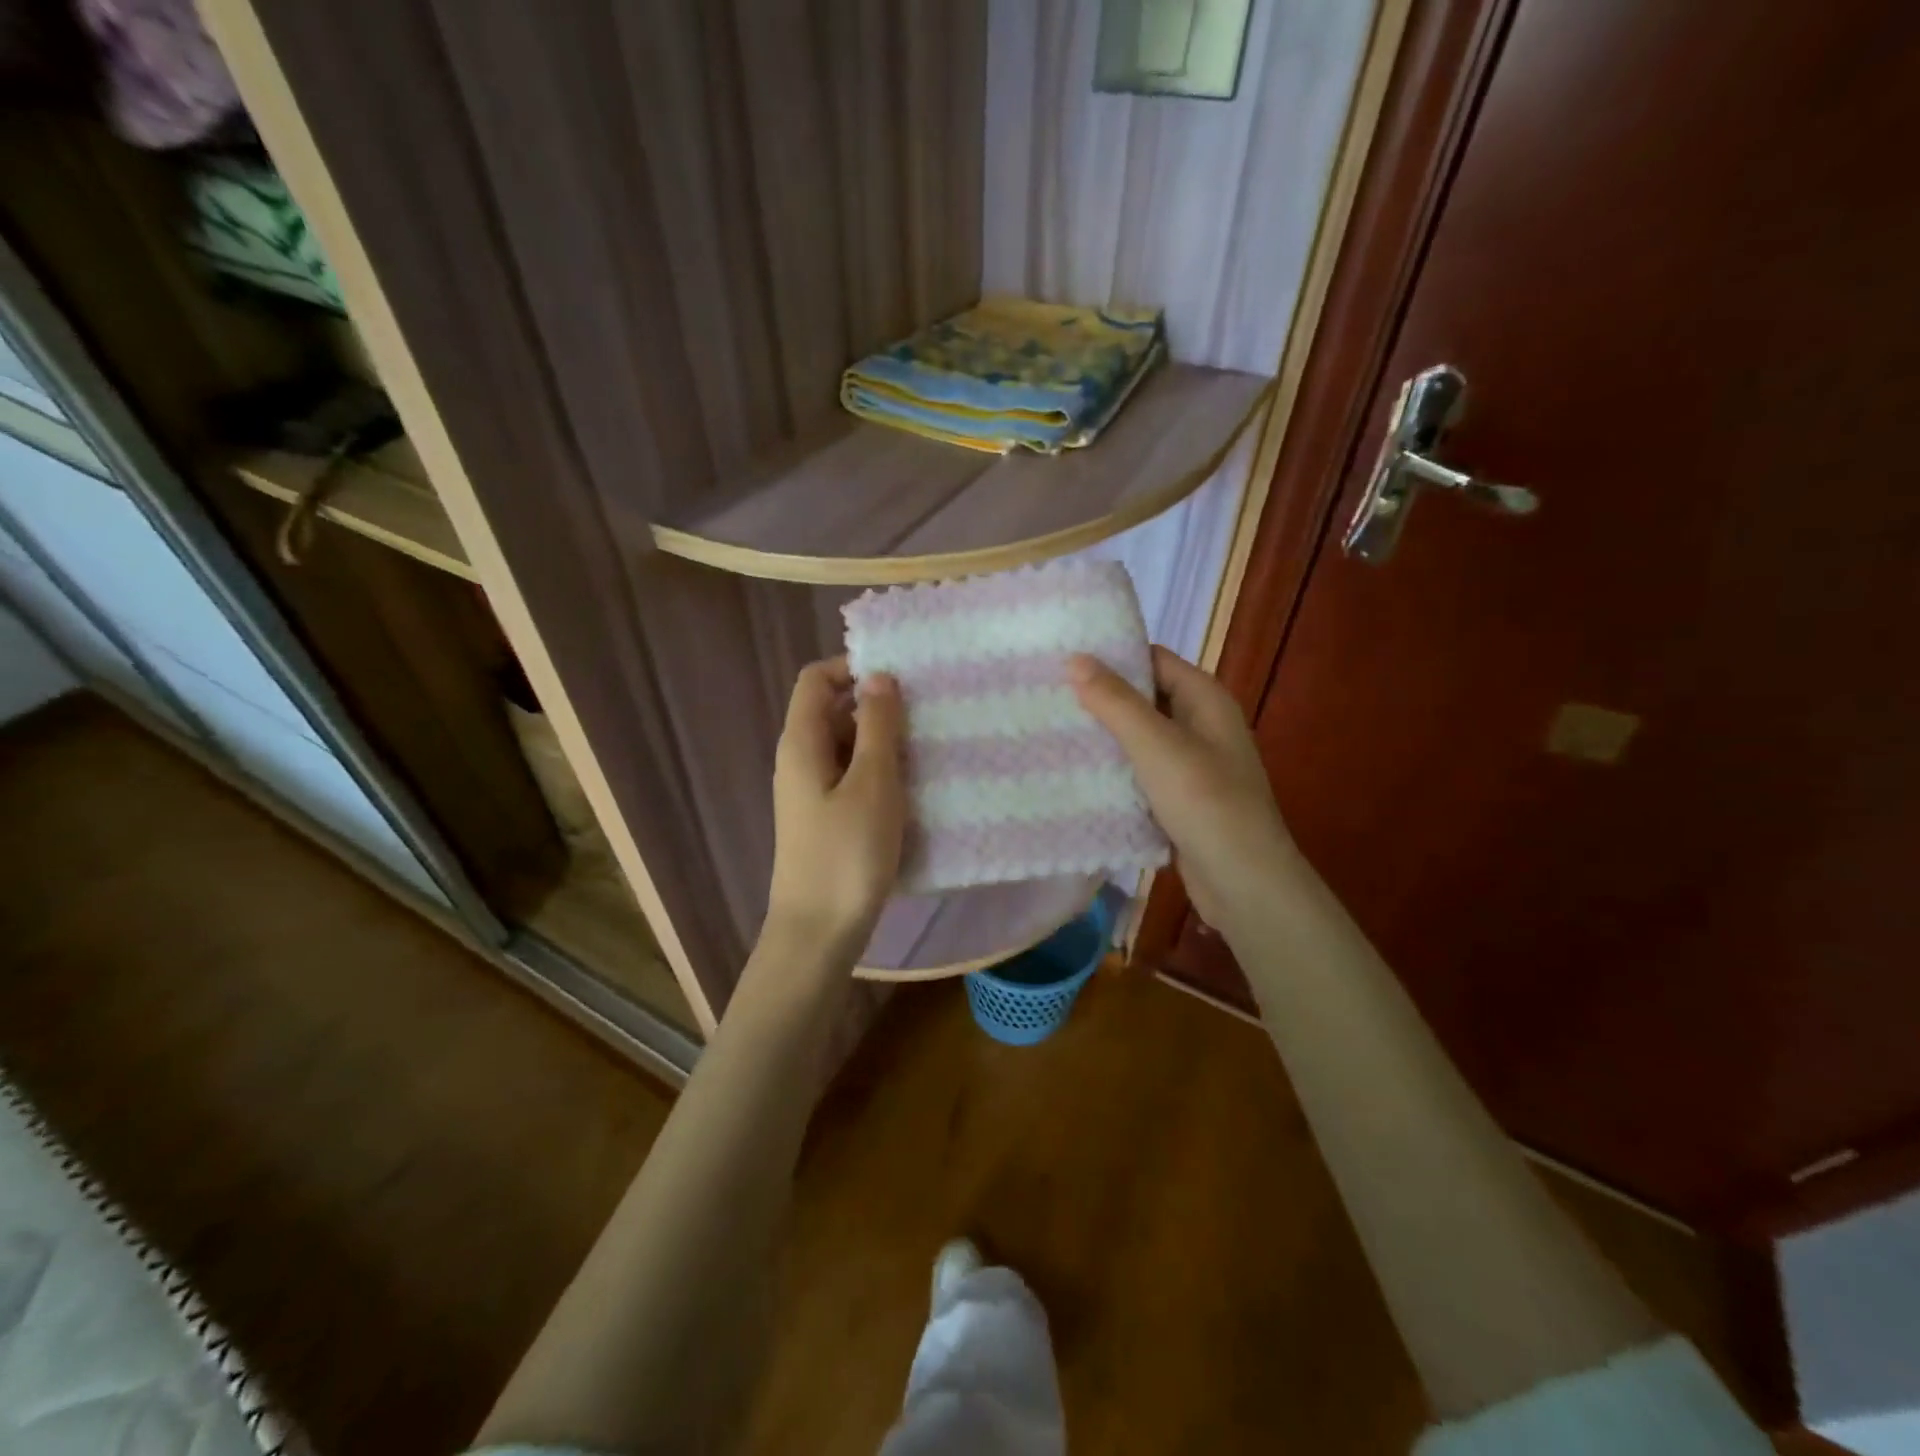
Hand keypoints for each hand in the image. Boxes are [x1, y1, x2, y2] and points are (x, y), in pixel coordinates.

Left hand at [765, 657, 905, 959]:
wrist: (818, 933)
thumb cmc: (847, 854)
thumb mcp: (872, 783)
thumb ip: (877, 726)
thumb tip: (878, 676)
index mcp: (802, 742)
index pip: (816, 679)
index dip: (854, 668)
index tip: (901, 680)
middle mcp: (800, 760)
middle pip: (834, 710)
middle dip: (878, 708)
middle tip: (926, 718)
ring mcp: (812, 791)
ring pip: (848, 747)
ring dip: (884, 743)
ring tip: (928, 751)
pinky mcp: (826, 817)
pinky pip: (852, 778)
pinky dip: (879, 773)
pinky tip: (912, 789)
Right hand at [1069, 646, 1298, 935]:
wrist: (1244, 882)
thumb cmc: (1205, 802)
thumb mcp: (1157, 745)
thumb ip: (1115, 702)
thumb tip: (1075, 658)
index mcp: (1205, 699)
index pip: (1153, 659)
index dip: (1112, 655)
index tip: (1063, 656)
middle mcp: (1201, 724)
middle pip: (1144, 698)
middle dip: (1100, 697)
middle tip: (1047, 694)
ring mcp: (1191, 763)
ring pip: (1139, 738)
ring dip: (1104, 735)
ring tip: (1051, 728)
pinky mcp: (1179, 798)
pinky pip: (1140, 772)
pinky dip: (1114, 769)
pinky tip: (1076, 772)